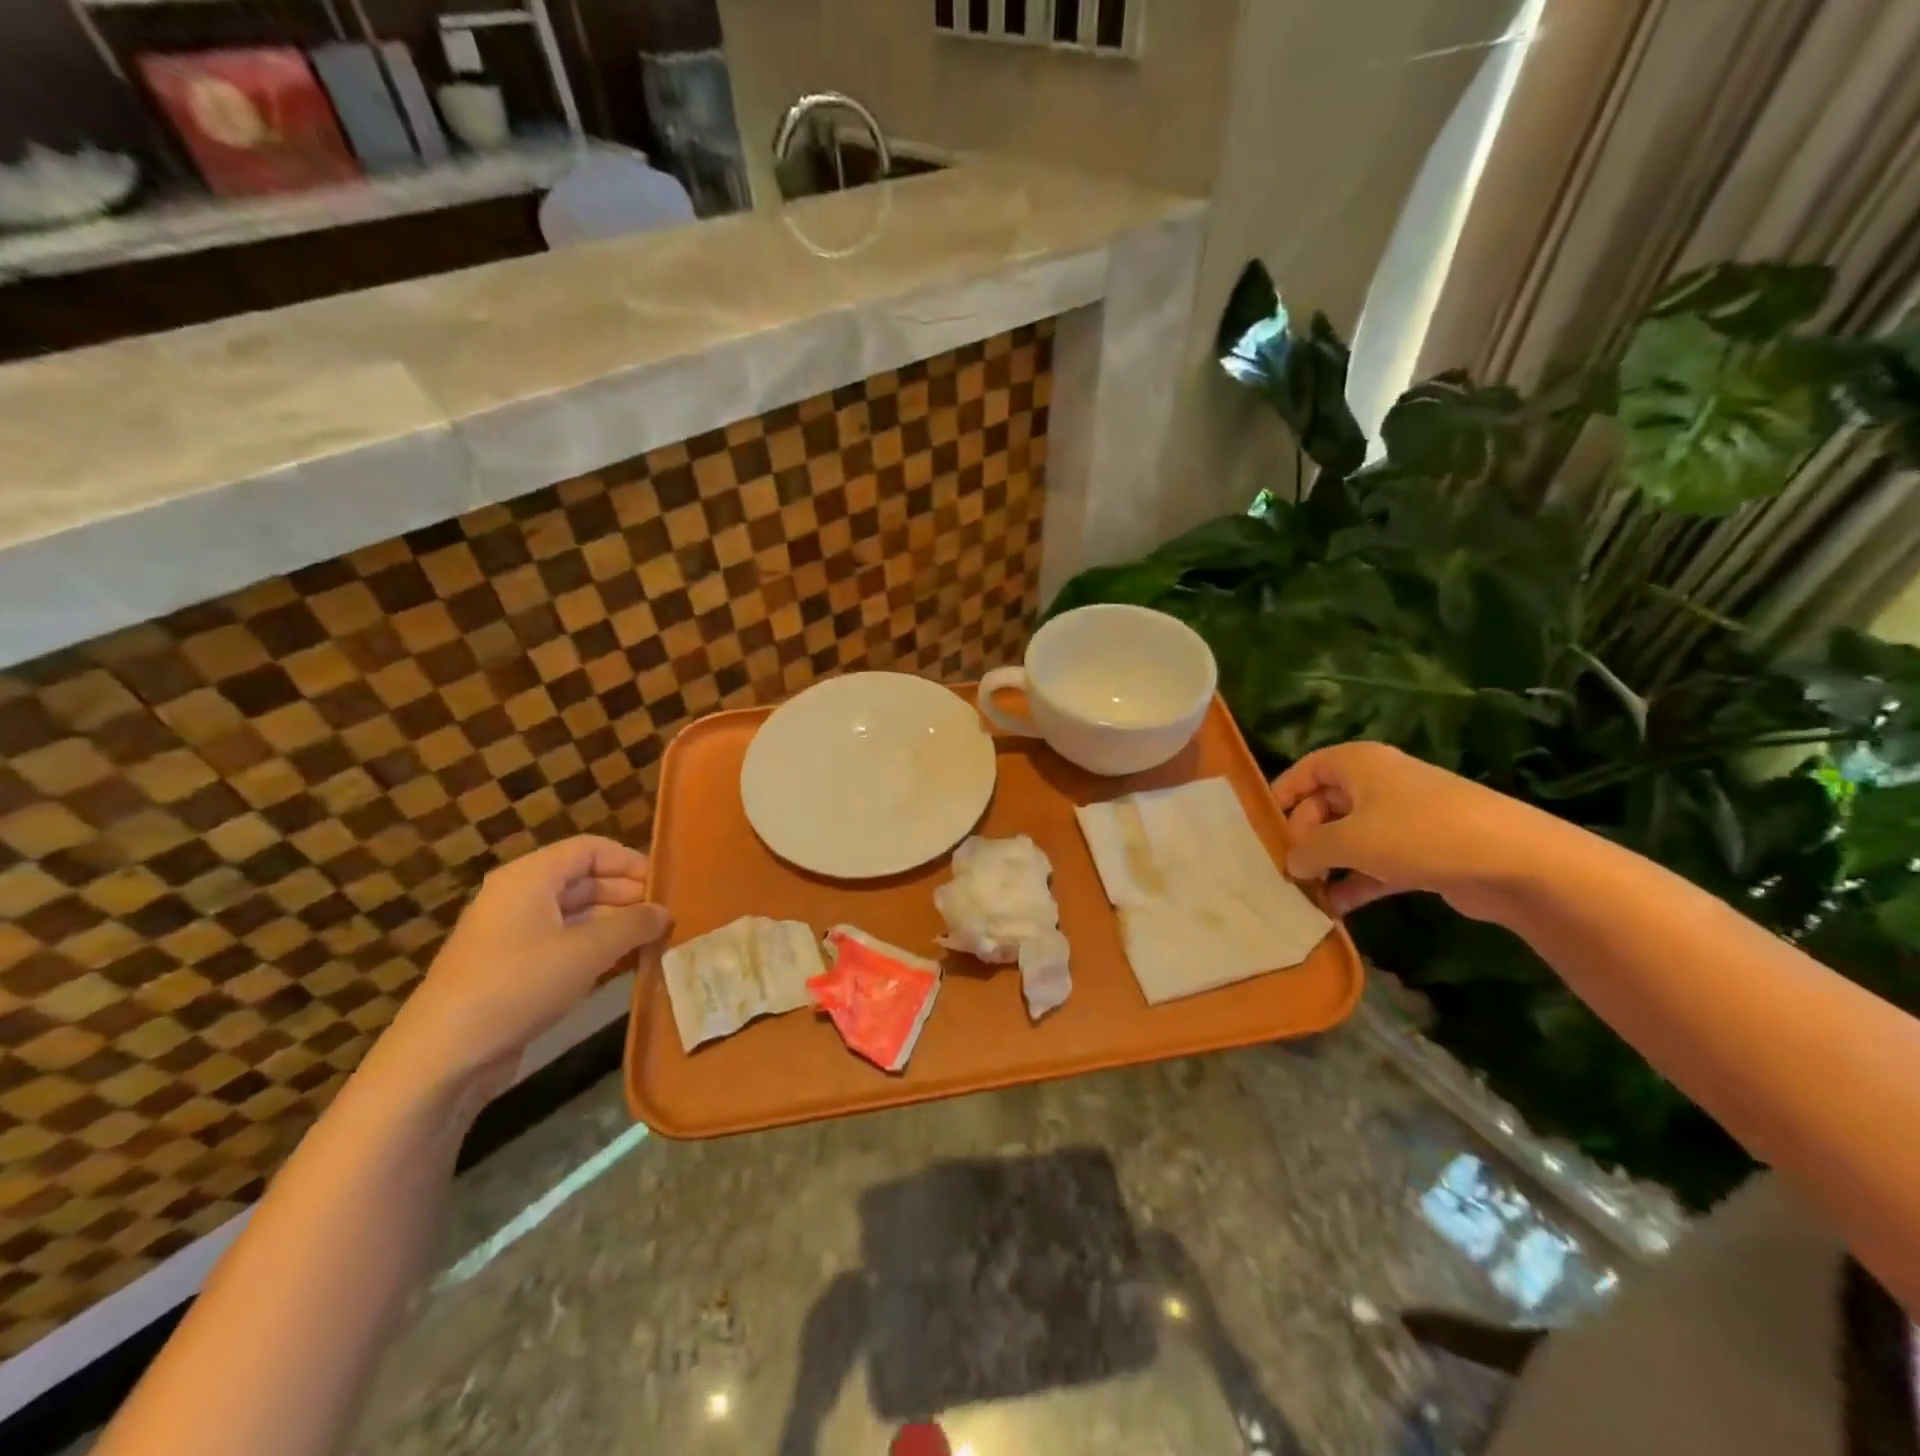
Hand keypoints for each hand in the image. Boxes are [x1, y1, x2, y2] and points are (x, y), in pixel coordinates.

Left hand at [375, 836, 670, 1096]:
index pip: (590, 849)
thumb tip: (664, 912)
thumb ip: (633, 925)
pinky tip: (627, 966)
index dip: (630, 862)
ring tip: (656, 942)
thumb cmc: (519, 984)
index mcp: (530, 877)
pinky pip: (564, 946)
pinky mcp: (513, 971)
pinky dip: (596, 951)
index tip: (665, 886)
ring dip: (616, 926)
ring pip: (577, 916)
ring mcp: (514, 936)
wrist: (443, 1056)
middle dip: (628, 896)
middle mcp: (520, 898)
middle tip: (667, 917)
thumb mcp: (588, 950)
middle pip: (585, 881)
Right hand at [1272, 742, 1573, 919]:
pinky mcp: (1422, 850)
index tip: (1258, 832)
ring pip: (1348, 837)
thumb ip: (1307, 849)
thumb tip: (1291, 861)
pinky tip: (1335, 909)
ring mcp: (1402, 817)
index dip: (1279, 799)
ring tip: (1303, 895)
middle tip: (1284, 872)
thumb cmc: (1417, 834)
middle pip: (1323, 806)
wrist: (1515, 861)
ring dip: (1326, 865)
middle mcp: (1377, 783)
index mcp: (1356, 763)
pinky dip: (1355, 881)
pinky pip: (1374, 862)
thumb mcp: (1348, 840)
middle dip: (1302, 839)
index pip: (1303, 772)